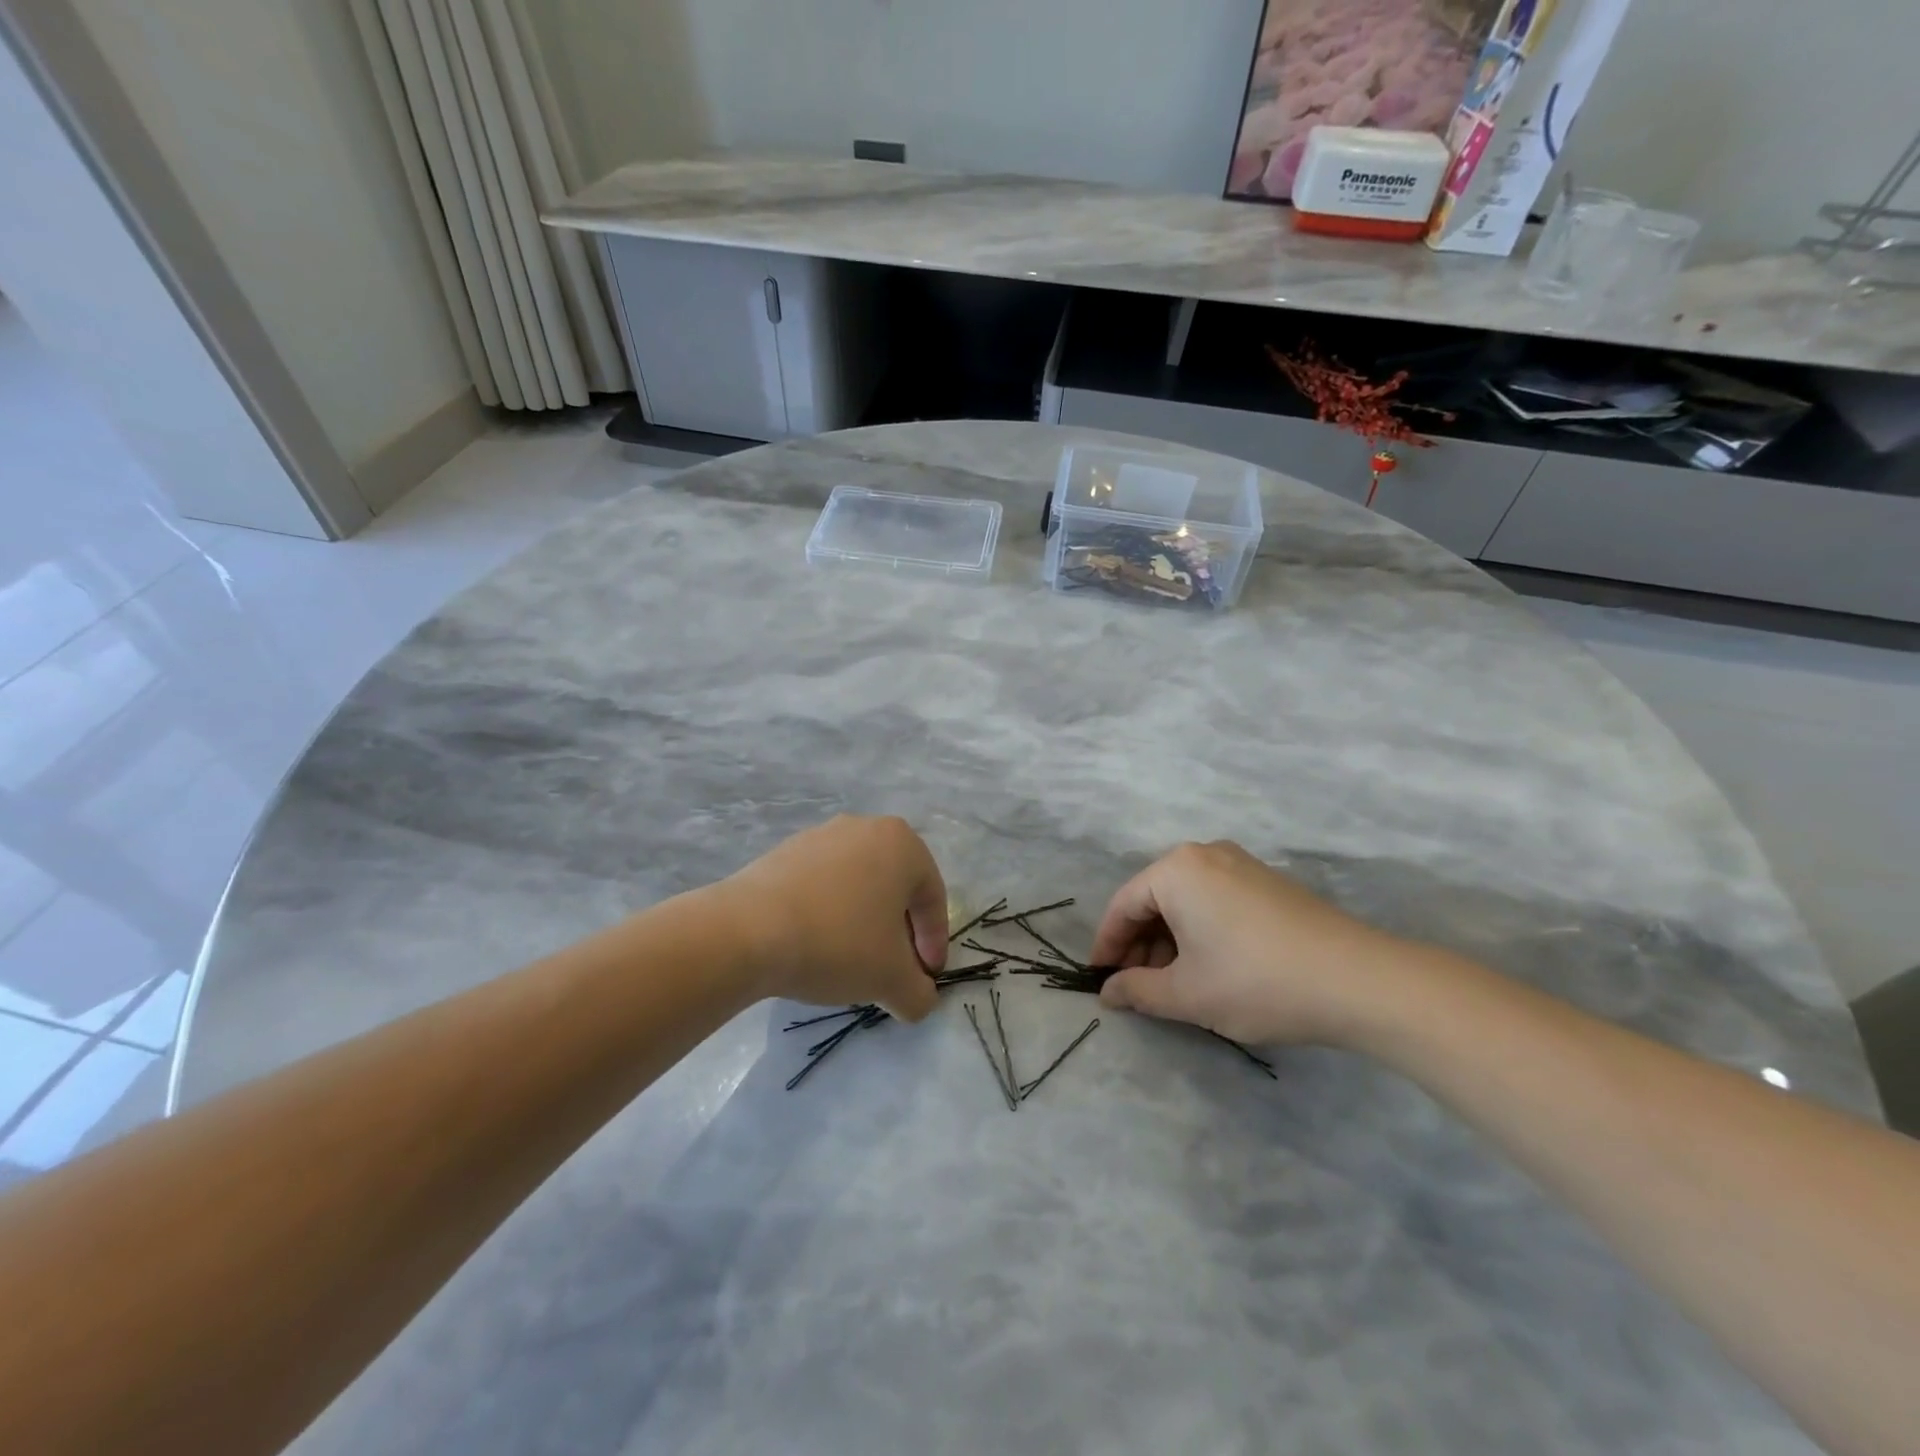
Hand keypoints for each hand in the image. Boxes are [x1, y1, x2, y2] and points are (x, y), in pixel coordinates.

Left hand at [722, 816, 946, 1021]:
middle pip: (895, 887)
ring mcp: (821, 835)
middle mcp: (865, 827)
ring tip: (850, 960)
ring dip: (862, 921)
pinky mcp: (784, 851)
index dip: (934, 943)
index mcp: (902, 844)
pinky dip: (828, 912)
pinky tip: (814, 944)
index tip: (923, 978)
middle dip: (899, 931)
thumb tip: (919, 999)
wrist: (747, 930)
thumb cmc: (838, 943)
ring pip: (857, 884)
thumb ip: (919, 993)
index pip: (933, 899)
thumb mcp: (892, 980)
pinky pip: (821, 884)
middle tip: (891, 968)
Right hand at [1092, 841, 1407, 1046]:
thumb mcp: (1187, 994)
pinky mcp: (1268, 881)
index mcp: (1176, 870)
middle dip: (1140, 945)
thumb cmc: (1255, 981)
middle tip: (1136, 987)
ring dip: (1170, 940)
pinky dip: (1200, 931)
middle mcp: (1204, 854)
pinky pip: (1215, 900)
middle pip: (1154, 899)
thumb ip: (1137, 992)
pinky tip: (1209, 966)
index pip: (1123, 905)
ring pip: (1186, 901)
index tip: (1100, 980)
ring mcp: (1241, 864)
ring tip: (1172, 984)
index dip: (1107, 946)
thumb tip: (1109, 993)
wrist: (1358, 980)